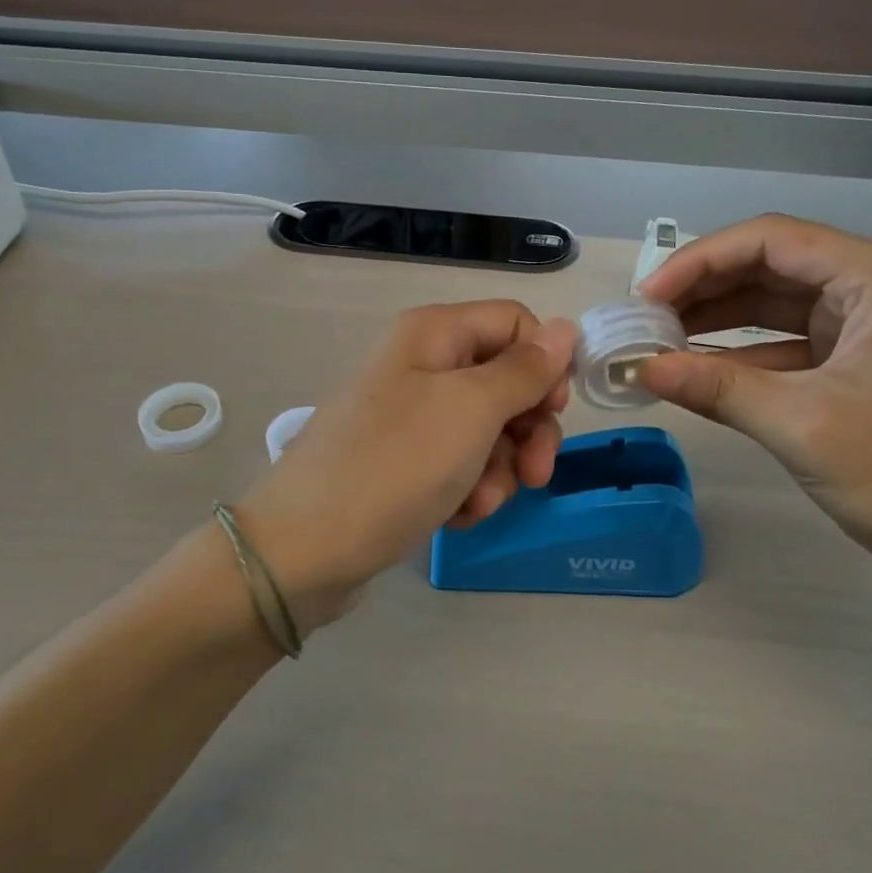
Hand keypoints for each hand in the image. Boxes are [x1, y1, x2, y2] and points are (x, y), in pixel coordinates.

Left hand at [234, 301, 577, 632]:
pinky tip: (457, 516)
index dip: (545, 362)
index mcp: (434, 334)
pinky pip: (459, 463)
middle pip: (506, 380)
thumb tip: (566, 329)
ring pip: (488, 429)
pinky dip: (469, 488)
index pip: (516, 322)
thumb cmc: (395, 466)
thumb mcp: (472, 411)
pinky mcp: (403, 461)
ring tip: (479, 502)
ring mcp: (410, 416)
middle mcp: (422, 365)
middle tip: (536, 474)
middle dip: (528, 429)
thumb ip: (525, 370)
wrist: (304, 550)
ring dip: (500, 469)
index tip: (554, 410)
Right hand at [637, 215, 871, 580]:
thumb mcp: (800, 426)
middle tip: (646, 318)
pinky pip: (791, 341)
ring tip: (662, 339)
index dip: (700, 262)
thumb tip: (639, 369)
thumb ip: (715, 388)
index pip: (772, 240)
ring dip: (720, 319)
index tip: (647, 297)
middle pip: (773, 264)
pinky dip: (745, 353)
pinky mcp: (863, 360)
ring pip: (779, 302)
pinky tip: (700, 369)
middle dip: (705, 288)